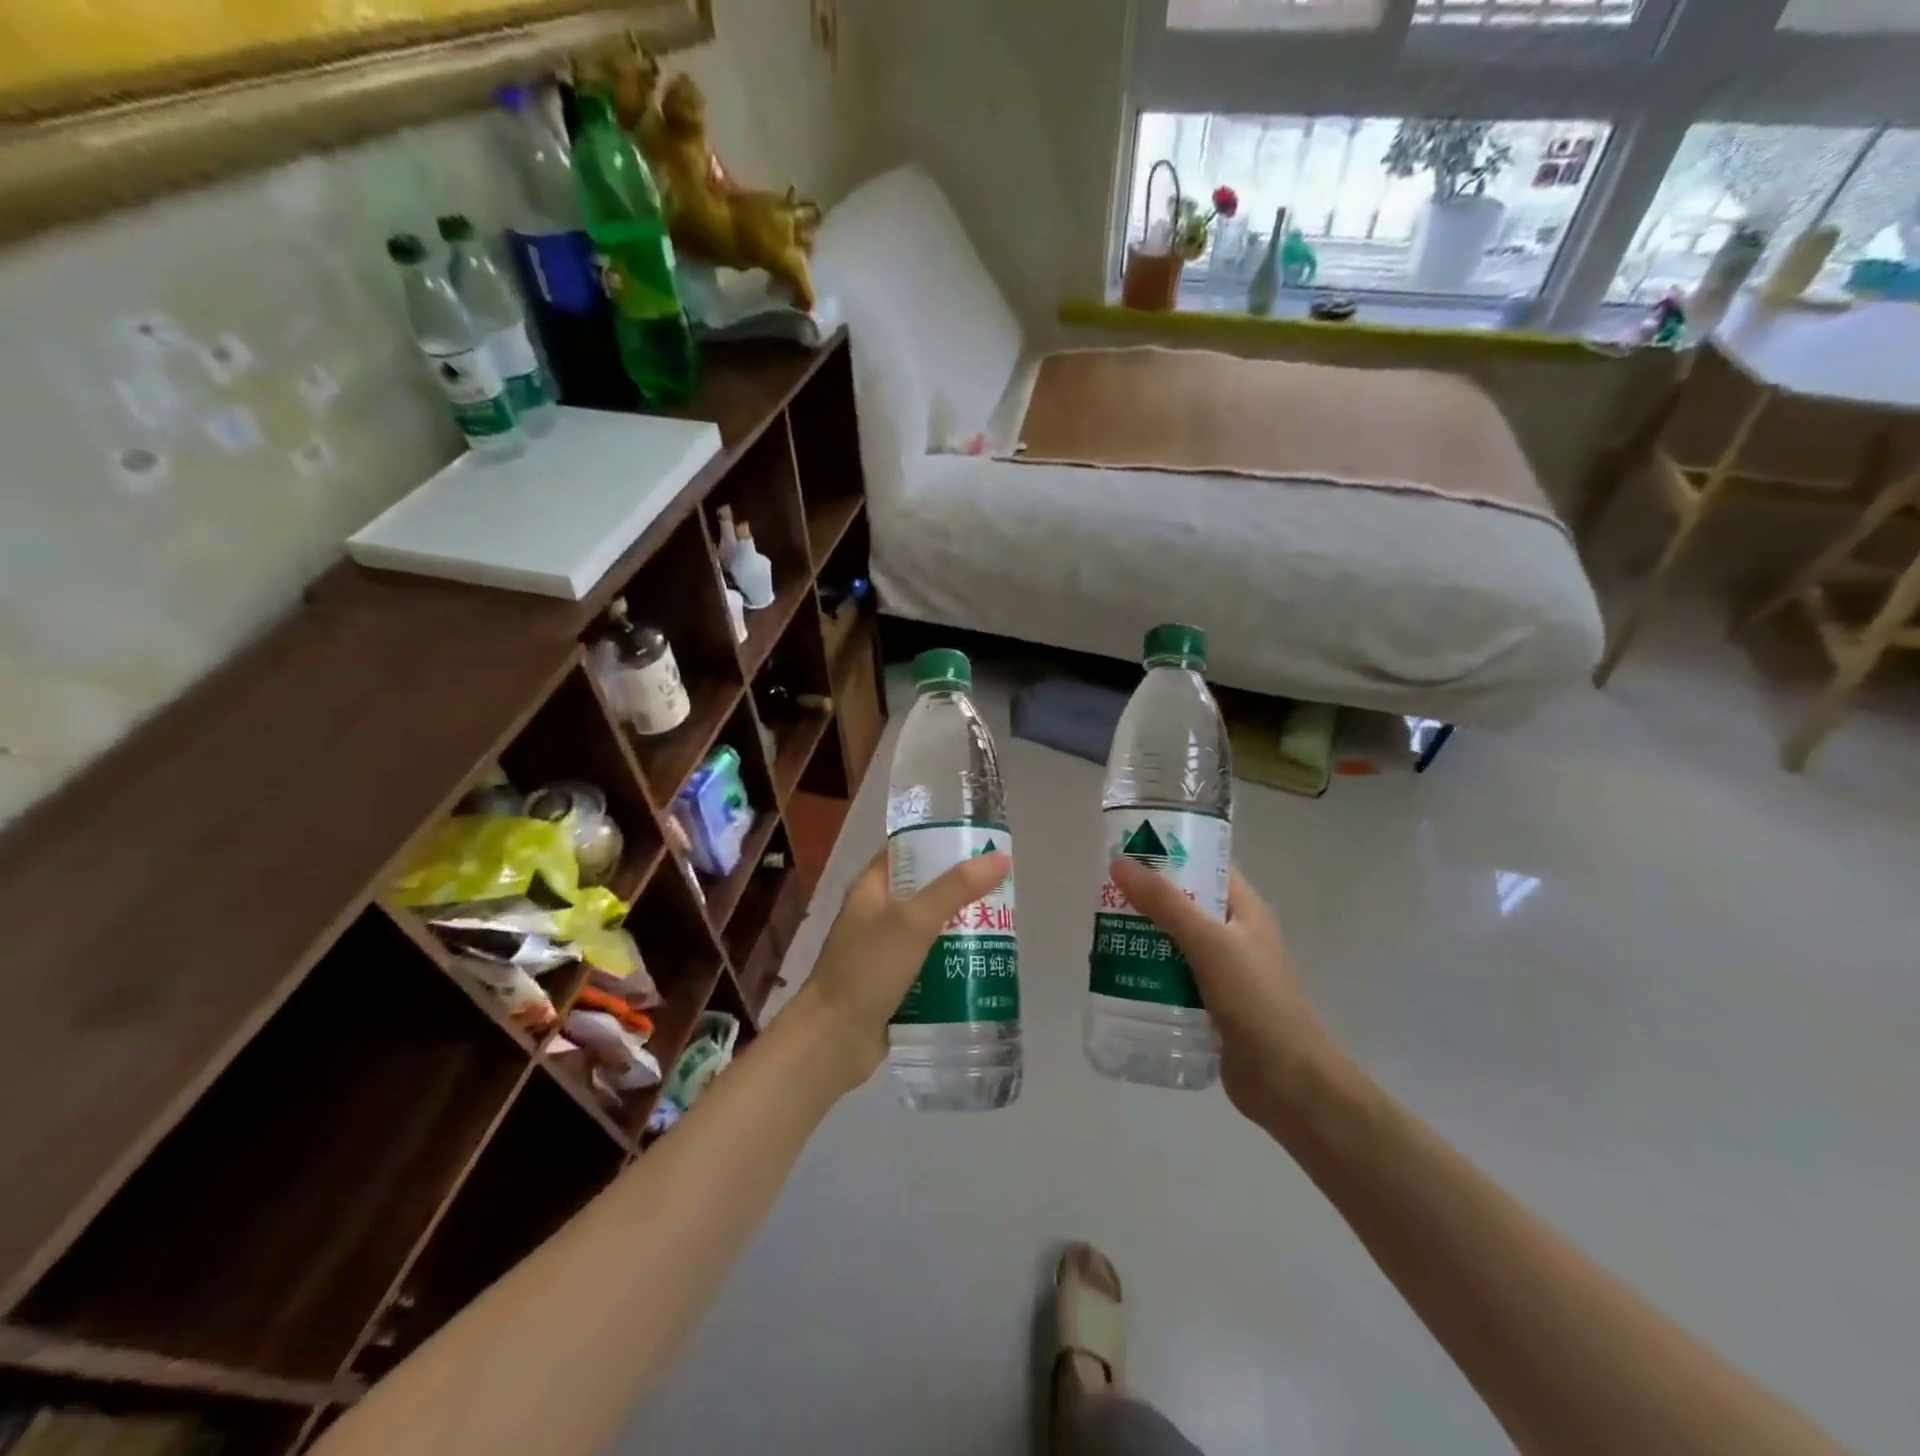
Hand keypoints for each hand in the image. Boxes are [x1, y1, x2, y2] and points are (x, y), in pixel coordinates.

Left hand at [790, 848, 1012, 1094]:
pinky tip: (983, 967)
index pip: (907, 851)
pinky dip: (953, 963)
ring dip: (961, 930)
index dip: (940, 844)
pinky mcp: (894, 984)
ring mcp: (884, 952)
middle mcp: (876, 915)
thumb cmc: (868, 969)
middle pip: (924, 892)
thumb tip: (1001, 858)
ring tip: (1003, 928)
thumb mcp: (913, 921)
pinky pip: (930, 965)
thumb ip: (956, 888)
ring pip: (930, 930)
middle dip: (960, 892)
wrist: (833, 1042)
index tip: (980, 845)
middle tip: (1002, 892)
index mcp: (871, 888)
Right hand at [1109, 860, 1346, 1130]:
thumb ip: (1165, 902)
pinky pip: (1172, 979)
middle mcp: (1234, 936)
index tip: (1127, 852)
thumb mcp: (1209, 942)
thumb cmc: (1256, 1001)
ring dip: (1141, 940)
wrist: (1289, 1084)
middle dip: (1144, 902)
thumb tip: (1120, 862)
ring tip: (1101, 938)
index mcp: (1245, 911)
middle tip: (1103, 899)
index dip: (1171, 855)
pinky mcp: (1209, 1006)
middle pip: (1183, 905)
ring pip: (1173, 944)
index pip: (1206, 867)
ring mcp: (1222, 973)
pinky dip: (1147, 974)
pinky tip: (1117, 978)